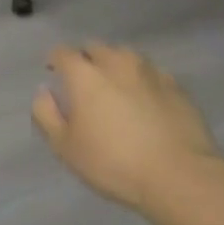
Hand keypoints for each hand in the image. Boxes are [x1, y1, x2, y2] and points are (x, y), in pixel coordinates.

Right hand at [32, 42, 223, 212]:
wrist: (179, 176)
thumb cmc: (114, 163)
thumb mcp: (66, 147)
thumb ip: (46, 114)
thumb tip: (43, 92)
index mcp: (85, 73)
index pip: (62, 52)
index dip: (55, 60)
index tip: (53, 72)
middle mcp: (116, 61)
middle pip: (95, 48)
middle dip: (86, 59)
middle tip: (85, 82)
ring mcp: (149, 71)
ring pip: (125, 56)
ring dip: (115, 65)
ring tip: (116, 87)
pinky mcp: (176, 86)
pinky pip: (152, 74)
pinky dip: (143, 81)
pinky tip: (146, 100)